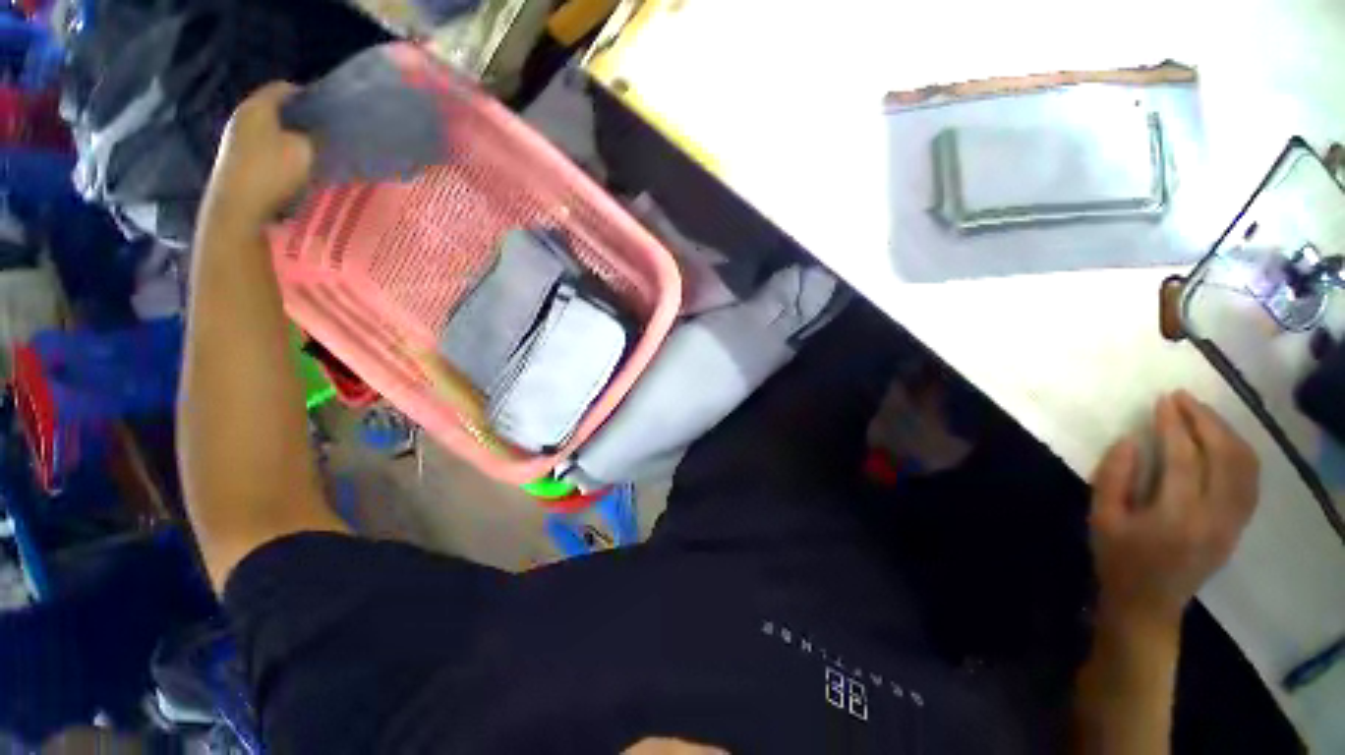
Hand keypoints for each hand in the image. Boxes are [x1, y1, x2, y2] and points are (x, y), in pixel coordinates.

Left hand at [201, 82, 312, 228]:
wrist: (238, 208)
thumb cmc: (272, 172)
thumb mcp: (305, 151)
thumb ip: (314, 136)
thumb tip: (317, 132)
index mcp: (258, 106)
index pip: (284, 88)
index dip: (307, 95)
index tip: (327, 108)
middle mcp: (243, 117)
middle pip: (275, 109)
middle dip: (298, 118)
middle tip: (323, 130)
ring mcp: (236, 140)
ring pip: (270, 129)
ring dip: (289, 137)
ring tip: (313, 150)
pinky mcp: (237, 161)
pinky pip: (264, 148)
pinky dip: (280, 152)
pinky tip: (295, 166)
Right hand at [1089, 391, 1259, 630]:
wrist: (1148, 604)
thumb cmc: (1117, 559)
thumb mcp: (1101, 518)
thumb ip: (1113, 477)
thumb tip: (1130, 439)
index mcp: (1176, 517)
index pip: (1184, 458)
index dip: (1174, 425)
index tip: (1164, 400)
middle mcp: (1215, 517)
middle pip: (1224, 456)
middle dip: (1205, 421)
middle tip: (1183, 399)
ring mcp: (1232, 523)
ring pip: (1245, 467)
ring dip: (1227, 433)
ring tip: (1203, 414)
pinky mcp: (1238, 527)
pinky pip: (1250, 482)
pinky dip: (1240, 454)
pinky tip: (1223, 442)